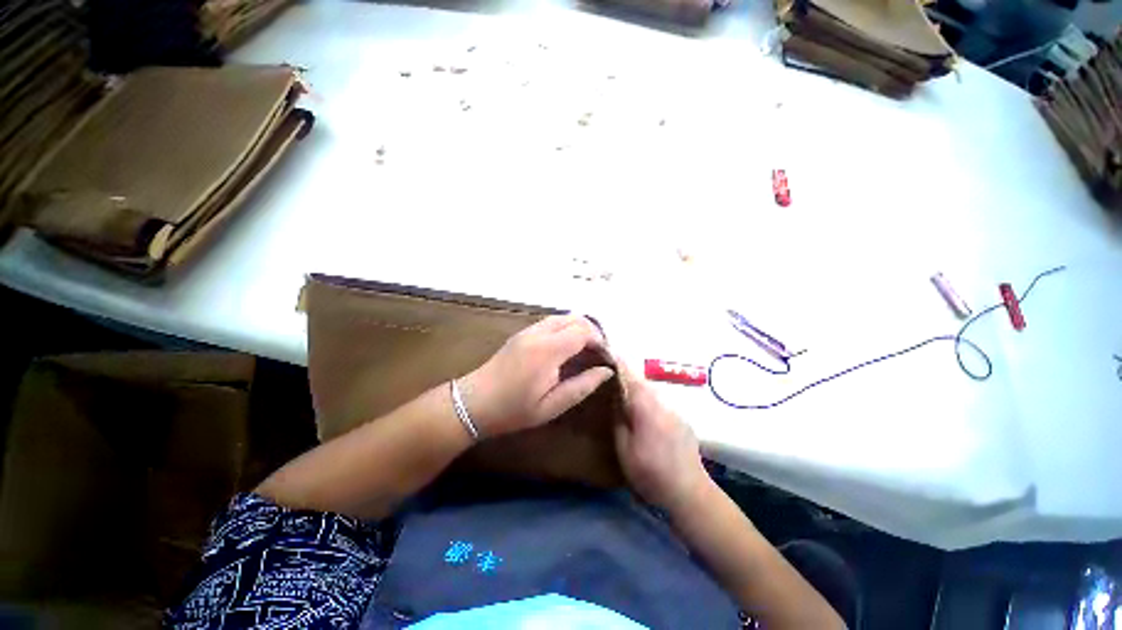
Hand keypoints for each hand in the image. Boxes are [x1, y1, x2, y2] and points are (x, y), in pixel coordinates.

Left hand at [459, 315, 614, 437]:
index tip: (605, 358)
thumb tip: (606, 371)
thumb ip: (582, 386)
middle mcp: (539, 333)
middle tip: (598, 353)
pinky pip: (551, 322)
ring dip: (578, 329)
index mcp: (548, 350)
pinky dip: (565, 329)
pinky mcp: (522, 333)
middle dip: (592, 332)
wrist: (474, 402)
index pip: (583, 330)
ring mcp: (528, 330)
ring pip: (562, 317)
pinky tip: (566, 349)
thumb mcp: (552, 406)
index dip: (600, 340)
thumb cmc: (514, 409)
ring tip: (585, 351)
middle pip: (575, 318)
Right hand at [614, 360, 709, 513]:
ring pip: (650, 390)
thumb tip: (616, 394)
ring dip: (636, 386)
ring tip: (621, 388)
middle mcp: (662, 401)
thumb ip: (619, 416)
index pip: (629, 375)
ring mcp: (674, 410)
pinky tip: (641, 410)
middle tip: (609, 371)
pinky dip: (647, 398)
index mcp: (645, 405)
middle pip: (640, 380)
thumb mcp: (624, 447)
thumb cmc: (650, 472)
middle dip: (625, 372)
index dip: (617, 362)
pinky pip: (659, 401)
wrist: (689, 492)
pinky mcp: (681, 419)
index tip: (606, 351)